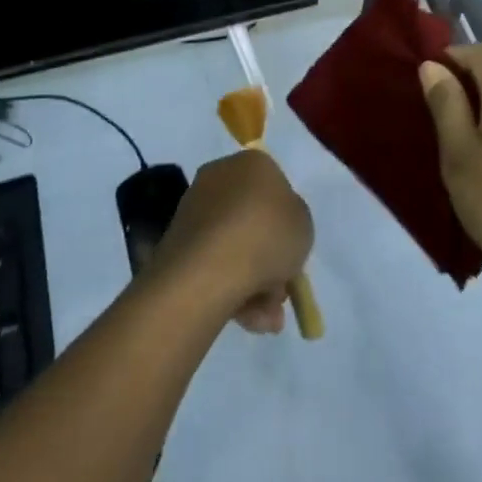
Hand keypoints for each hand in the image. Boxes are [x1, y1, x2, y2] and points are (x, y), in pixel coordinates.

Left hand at [149, 150, 313, 334]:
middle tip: (280, 293)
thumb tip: (276, 229)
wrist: (210, 267)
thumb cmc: (266, 235)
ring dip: (254, 282)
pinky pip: (213, 264)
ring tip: (266, 318)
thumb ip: (295, 222)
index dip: (287, 221)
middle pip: (253, 220)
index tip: (293, 251)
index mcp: (252, 162)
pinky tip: (246, 319)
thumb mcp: (304, 225)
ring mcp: (195, 209)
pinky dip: (230, 289)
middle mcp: (220, 177)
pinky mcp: (178, 241)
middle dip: (269, 259)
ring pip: (234, 247)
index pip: (275, 186)